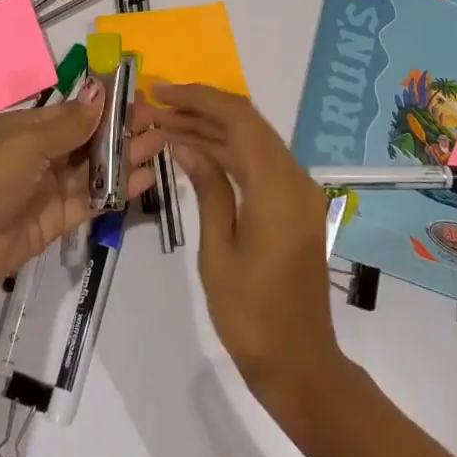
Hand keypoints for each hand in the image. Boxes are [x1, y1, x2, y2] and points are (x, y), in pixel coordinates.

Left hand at [0, 80, 163, 305]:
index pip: (75, 111)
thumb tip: (100, 91)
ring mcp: (51, 187)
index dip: (106, 105)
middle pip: (89, 139)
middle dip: (122, 131)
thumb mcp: (29, 141)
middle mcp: (42, 153)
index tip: (140, 98)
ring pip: (95, 168)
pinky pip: (93, 199)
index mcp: (29, 127)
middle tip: (159, 123)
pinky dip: (118, 189)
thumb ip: (71, 123)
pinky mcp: (59, 219)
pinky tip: (145, 178)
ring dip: (126, 157)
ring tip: (161, 145)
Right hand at [135, 83, 343, 408]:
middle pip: (248, 124)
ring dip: (212, 130)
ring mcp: (299, 192)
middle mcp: (296, 180)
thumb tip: (186, 144)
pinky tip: (194, 152)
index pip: (239, 120)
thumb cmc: (251, 316)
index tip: (162, 92)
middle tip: (156, 107)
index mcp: (278, 189)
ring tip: (165, 124)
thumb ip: (207, 189)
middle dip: (201, 110)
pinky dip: (228, 153)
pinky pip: (260, 165)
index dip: (199, 98)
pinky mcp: (295, 206)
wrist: (300, 364)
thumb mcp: (218, 251)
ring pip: (253, 142)